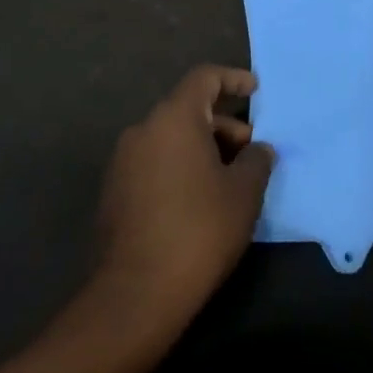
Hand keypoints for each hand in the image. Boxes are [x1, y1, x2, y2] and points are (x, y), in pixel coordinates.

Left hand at [93, 66, 273, 333]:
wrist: (136, 294)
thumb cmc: (199, 230)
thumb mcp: (244, 193)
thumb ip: (257, 160)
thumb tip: (258, 149)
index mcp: (174, 119)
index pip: (204, 78)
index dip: (233, 78)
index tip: (255, 89)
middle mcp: (143, 130)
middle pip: (188, 110)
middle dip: (224, 125)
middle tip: (251, 152)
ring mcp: (123, 161)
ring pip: (171, 138)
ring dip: (203, 148)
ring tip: (231, 179)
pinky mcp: (114, 191)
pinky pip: (155, 162)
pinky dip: (181, 166)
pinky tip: (201, 199)